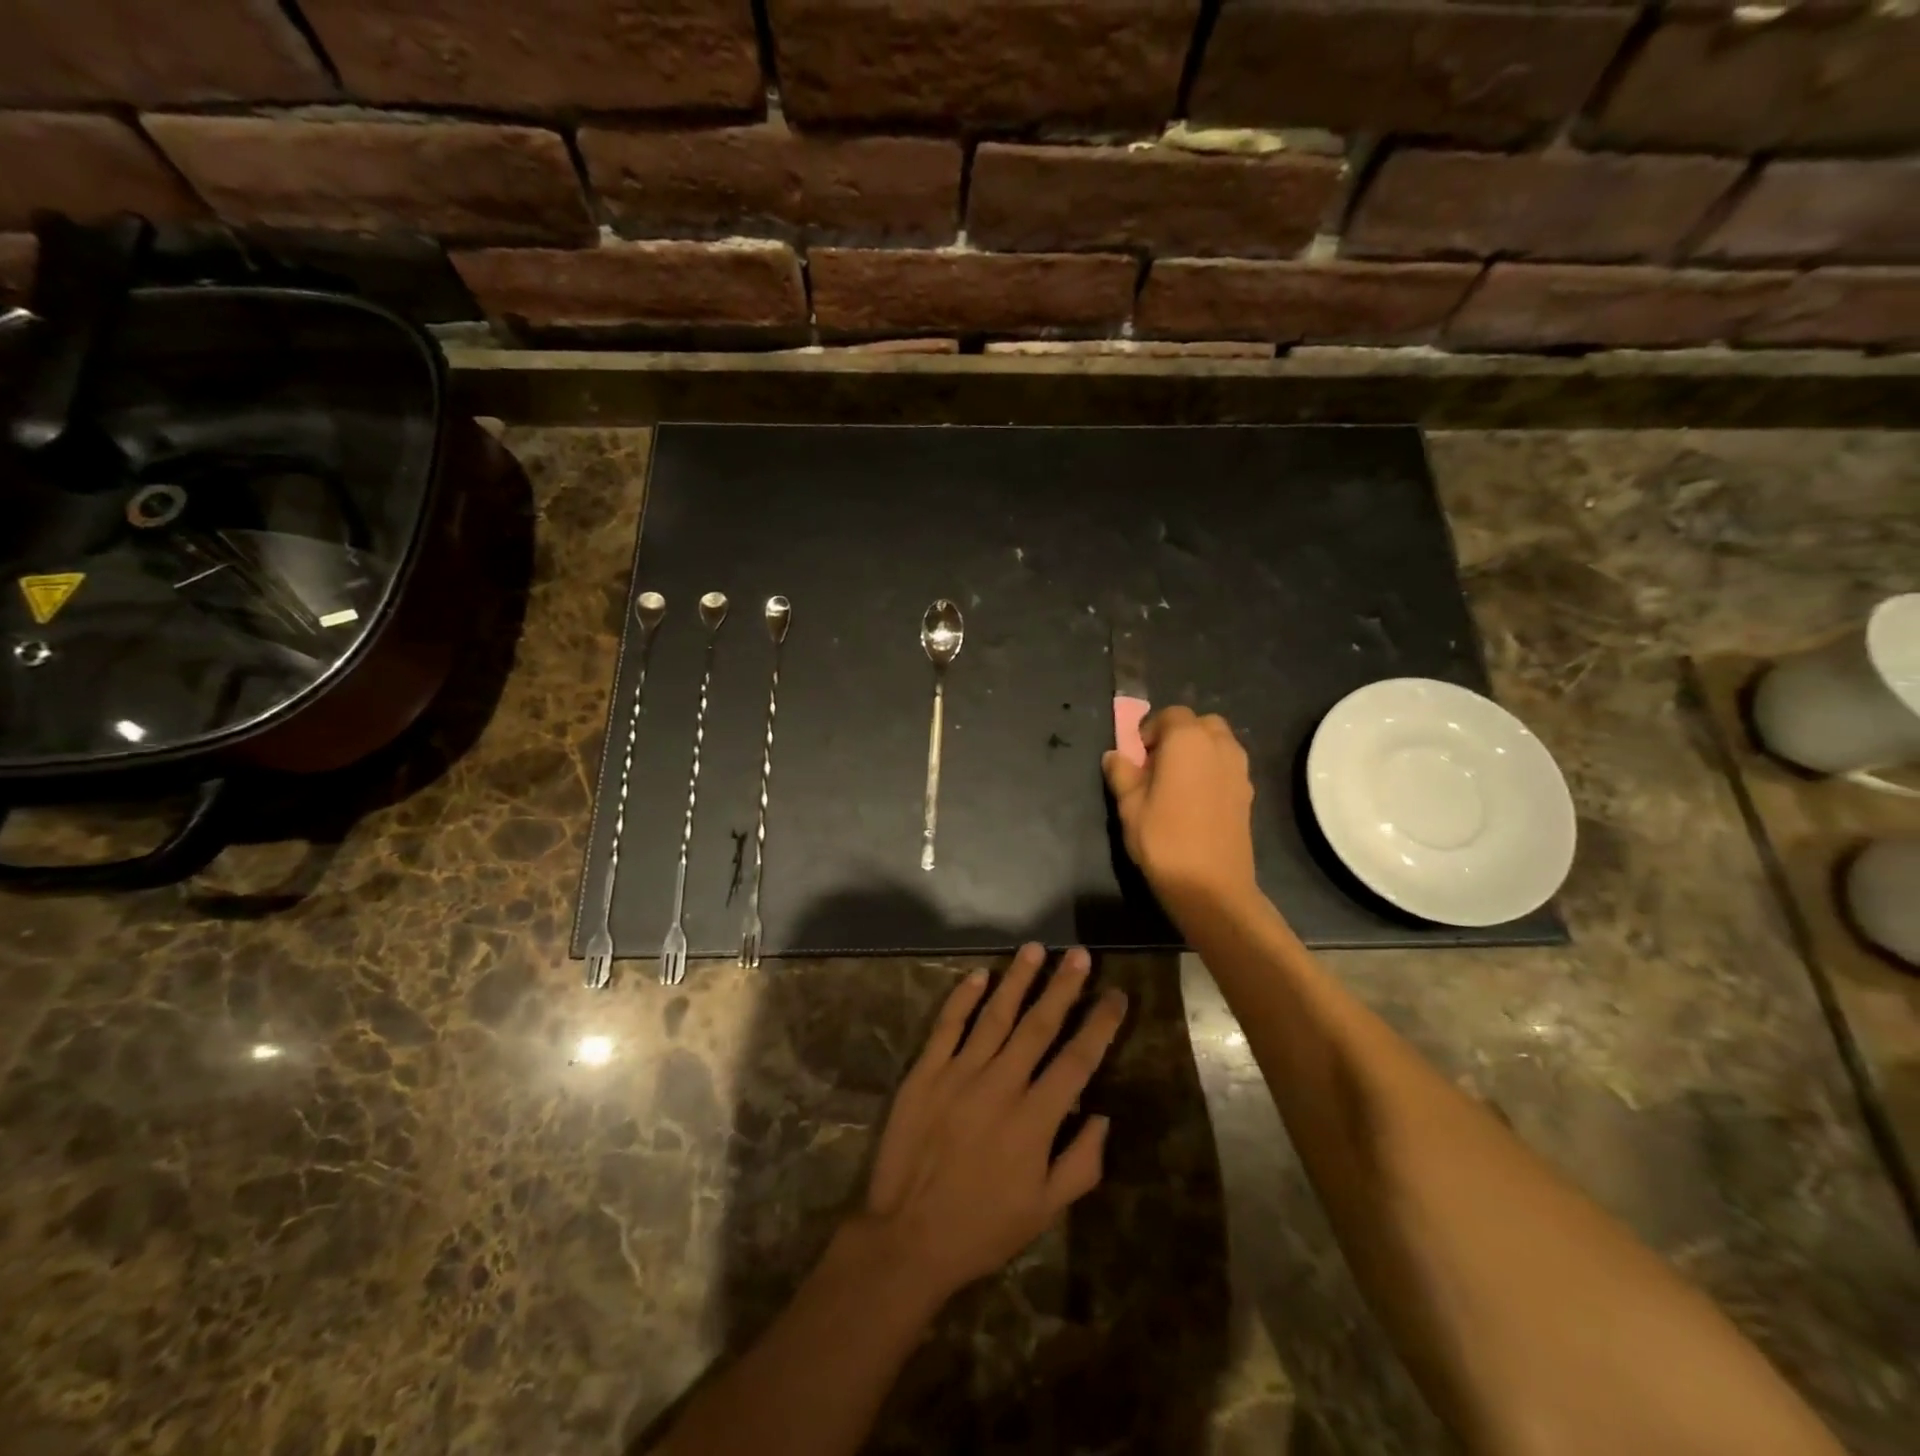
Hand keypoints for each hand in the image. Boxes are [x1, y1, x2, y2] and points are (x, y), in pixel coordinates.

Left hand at [857, 944, 1126, 1305]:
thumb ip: (1082, 1163)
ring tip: (1034, 949)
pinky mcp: (925, 1072)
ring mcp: (959, 1073)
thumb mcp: (1045, 1211)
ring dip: (1017, 980)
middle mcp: (1001, 1084)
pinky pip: (947, 1026)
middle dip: (1063, 987)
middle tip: (1079, 953)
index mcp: (1035, 1118)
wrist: (908, 1237)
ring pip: (995, 1015)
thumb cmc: (983, 1228)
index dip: (1100, 1025)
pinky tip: (979, 975)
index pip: (1077, 1059)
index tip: (1116, 995)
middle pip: (1039, 1025)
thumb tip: (1103, 1114)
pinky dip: (963, 998)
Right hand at [1102, 706, 1257, 909]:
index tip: (1137, 756)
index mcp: (1188, 740)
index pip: (1170, 715)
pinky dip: (1211, 770)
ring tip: (1176, 783)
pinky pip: (1227, 766)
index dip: (1150, 730)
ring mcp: (1240, 769)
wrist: (1211, 886)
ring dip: (1197, 752)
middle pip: (1200, 724)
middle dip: (1178, 736)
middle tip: (1157, 765)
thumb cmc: (1163, 839)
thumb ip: (1121, 773)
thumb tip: (1115, 755)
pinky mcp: (1248, 793)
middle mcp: (1220, 746)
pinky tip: (1194, 801)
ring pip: (1218, 744)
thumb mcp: (1129, 806)